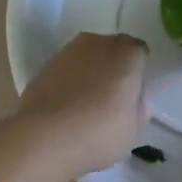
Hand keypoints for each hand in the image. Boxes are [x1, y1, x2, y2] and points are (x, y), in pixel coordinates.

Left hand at [9, 32, 148, 181]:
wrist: (42, 139)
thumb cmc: (98, 133)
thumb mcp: (132, 131)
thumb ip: (138, 110)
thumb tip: (135, 103)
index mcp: (127, 54)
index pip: (140, 54)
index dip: (137, 74)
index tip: (133, 96)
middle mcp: (99, 43)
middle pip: (113, 51)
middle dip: (114, 69)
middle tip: (111, 100)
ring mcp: (68, 51)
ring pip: (87, 58)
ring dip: (89, 74)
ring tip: (85, 107)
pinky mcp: (44, 65)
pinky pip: (66, 70)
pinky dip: (68, 82)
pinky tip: (64, 109)